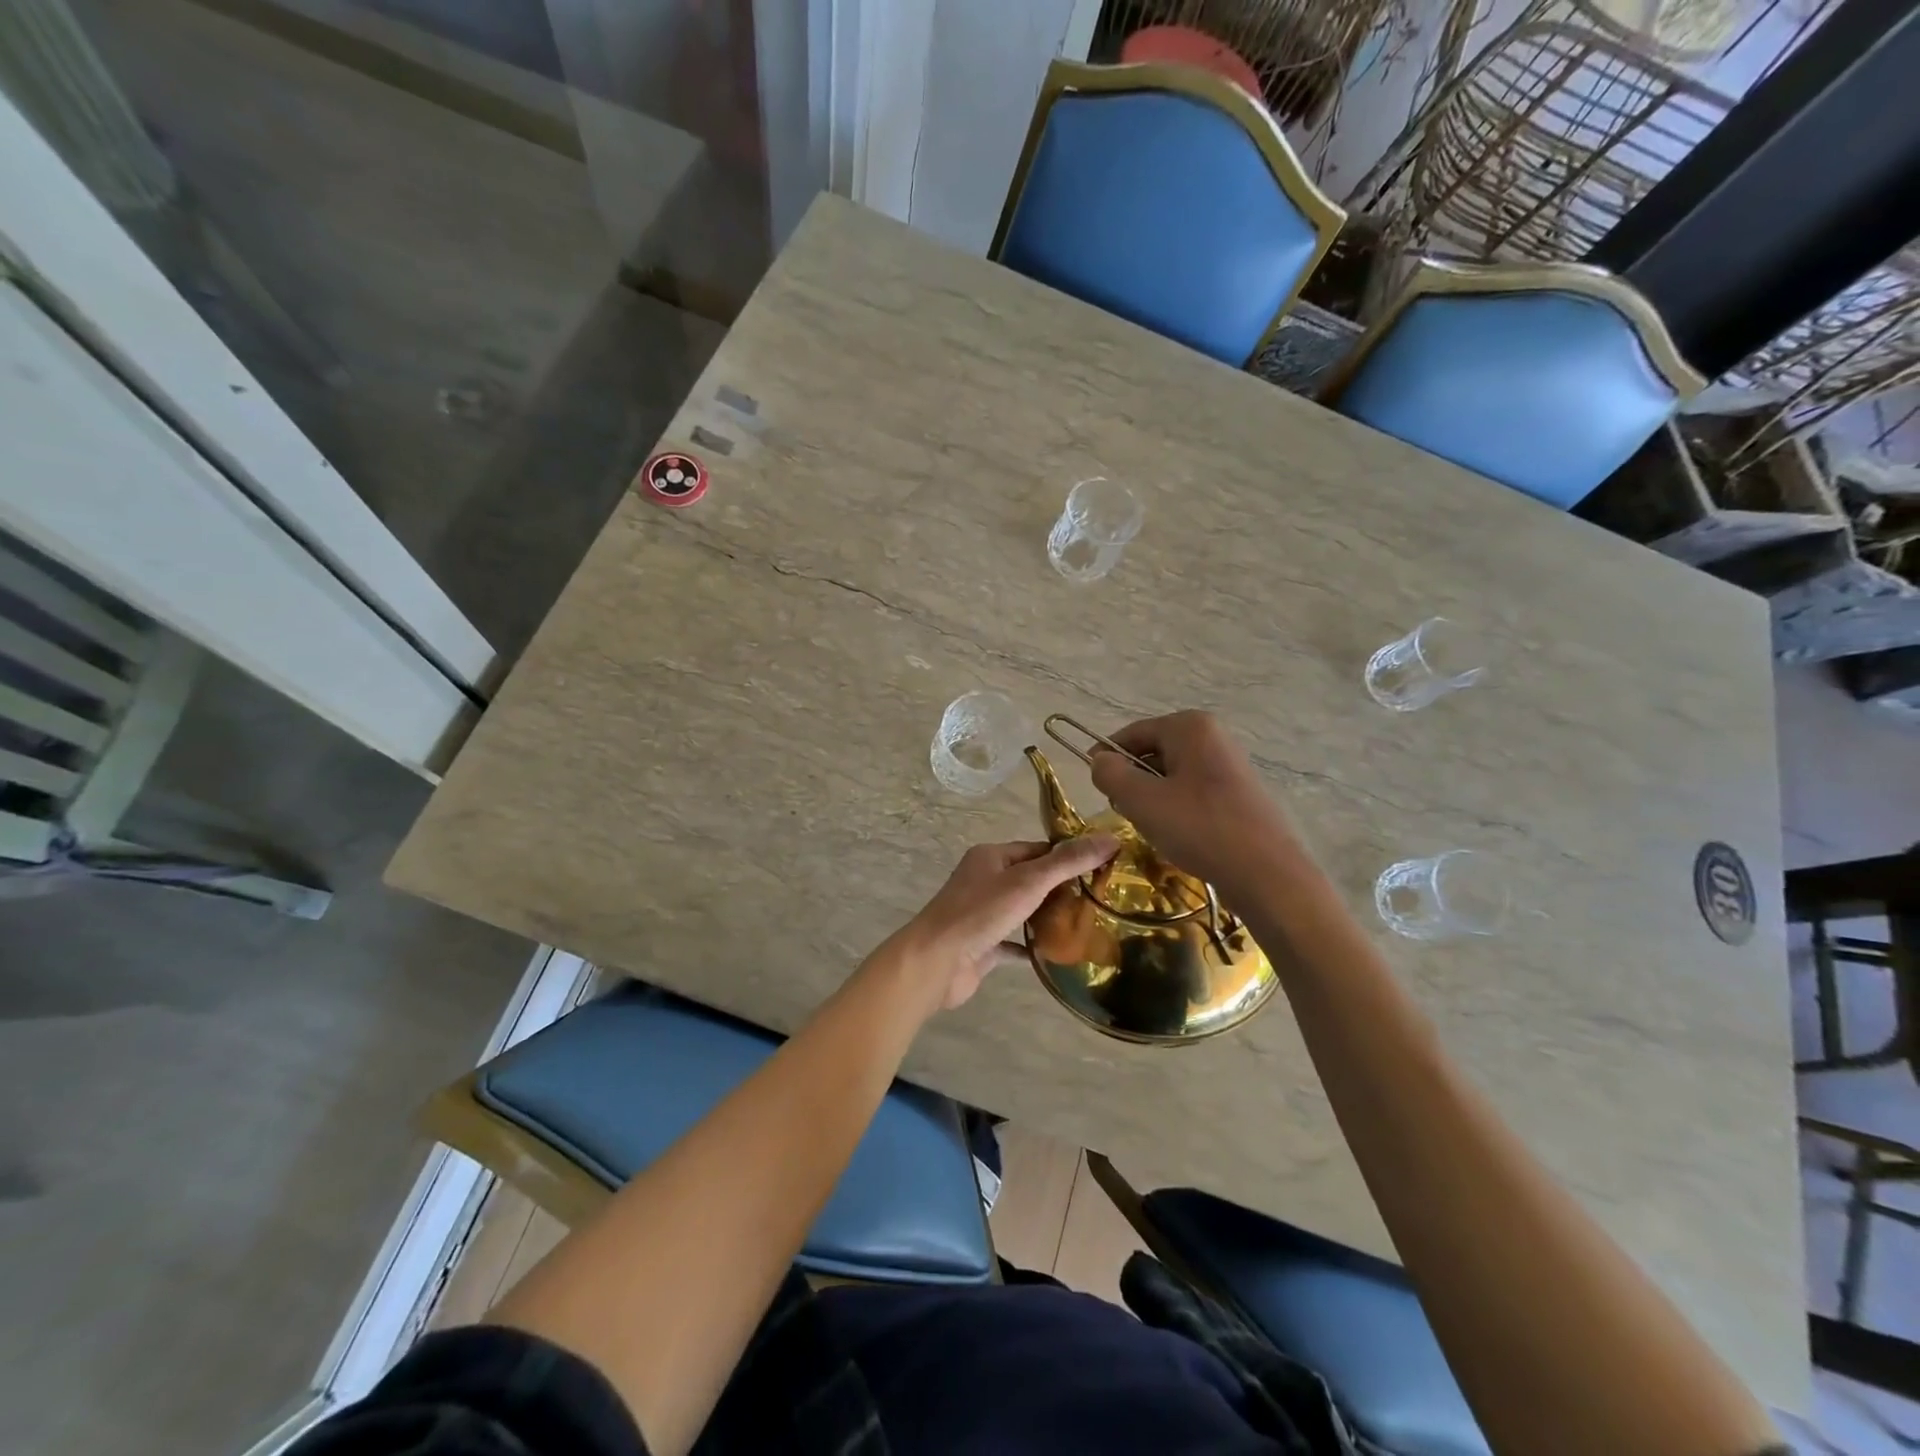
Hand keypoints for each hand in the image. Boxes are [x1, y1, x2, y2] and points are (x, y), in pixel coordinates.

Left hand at [886, 836, 1118, 1011]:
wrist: (935, 962)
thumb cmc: (980, 913)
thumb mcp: (1028, 881)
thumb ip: (1068, 862)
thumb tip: (1110, 838)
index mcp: (991, 857)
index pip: (1037, 850)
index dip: (1068, 857)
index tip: (1103, 869)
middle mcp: (984, 881)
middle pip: (1032, 880)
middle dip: (1063, 889)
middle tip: (1102, 900)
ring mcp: (982, 914)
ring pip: (1023, 911)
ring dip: (1049, 918)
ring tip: (1089, 925)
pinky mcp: (982, 945)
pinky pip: (1014, 942)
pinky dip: (1034, 947)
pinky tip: (1060, 955)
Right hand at [1088, 711, 1297, 894]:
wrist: (1266, 874)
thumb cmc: (1199, 828)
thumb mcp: (1141, 800)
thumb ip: (1111, 774)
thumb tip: (1100, 761)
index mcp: (1190, 727)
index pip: (1131, 734)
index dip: (1105, 756)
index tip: (1091, 784)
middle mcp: (1212, 737)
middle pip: (1152, 753)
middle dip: (1132, 781)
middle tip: (1122, 812)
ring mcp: (1229, 765)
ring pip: (1171, 776)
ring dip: (1152, 799)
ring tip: (1152, 828)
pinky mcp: (1238, 794)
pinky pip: (1192, 793)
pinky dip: (1176, 810)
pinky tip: (1177, 837)